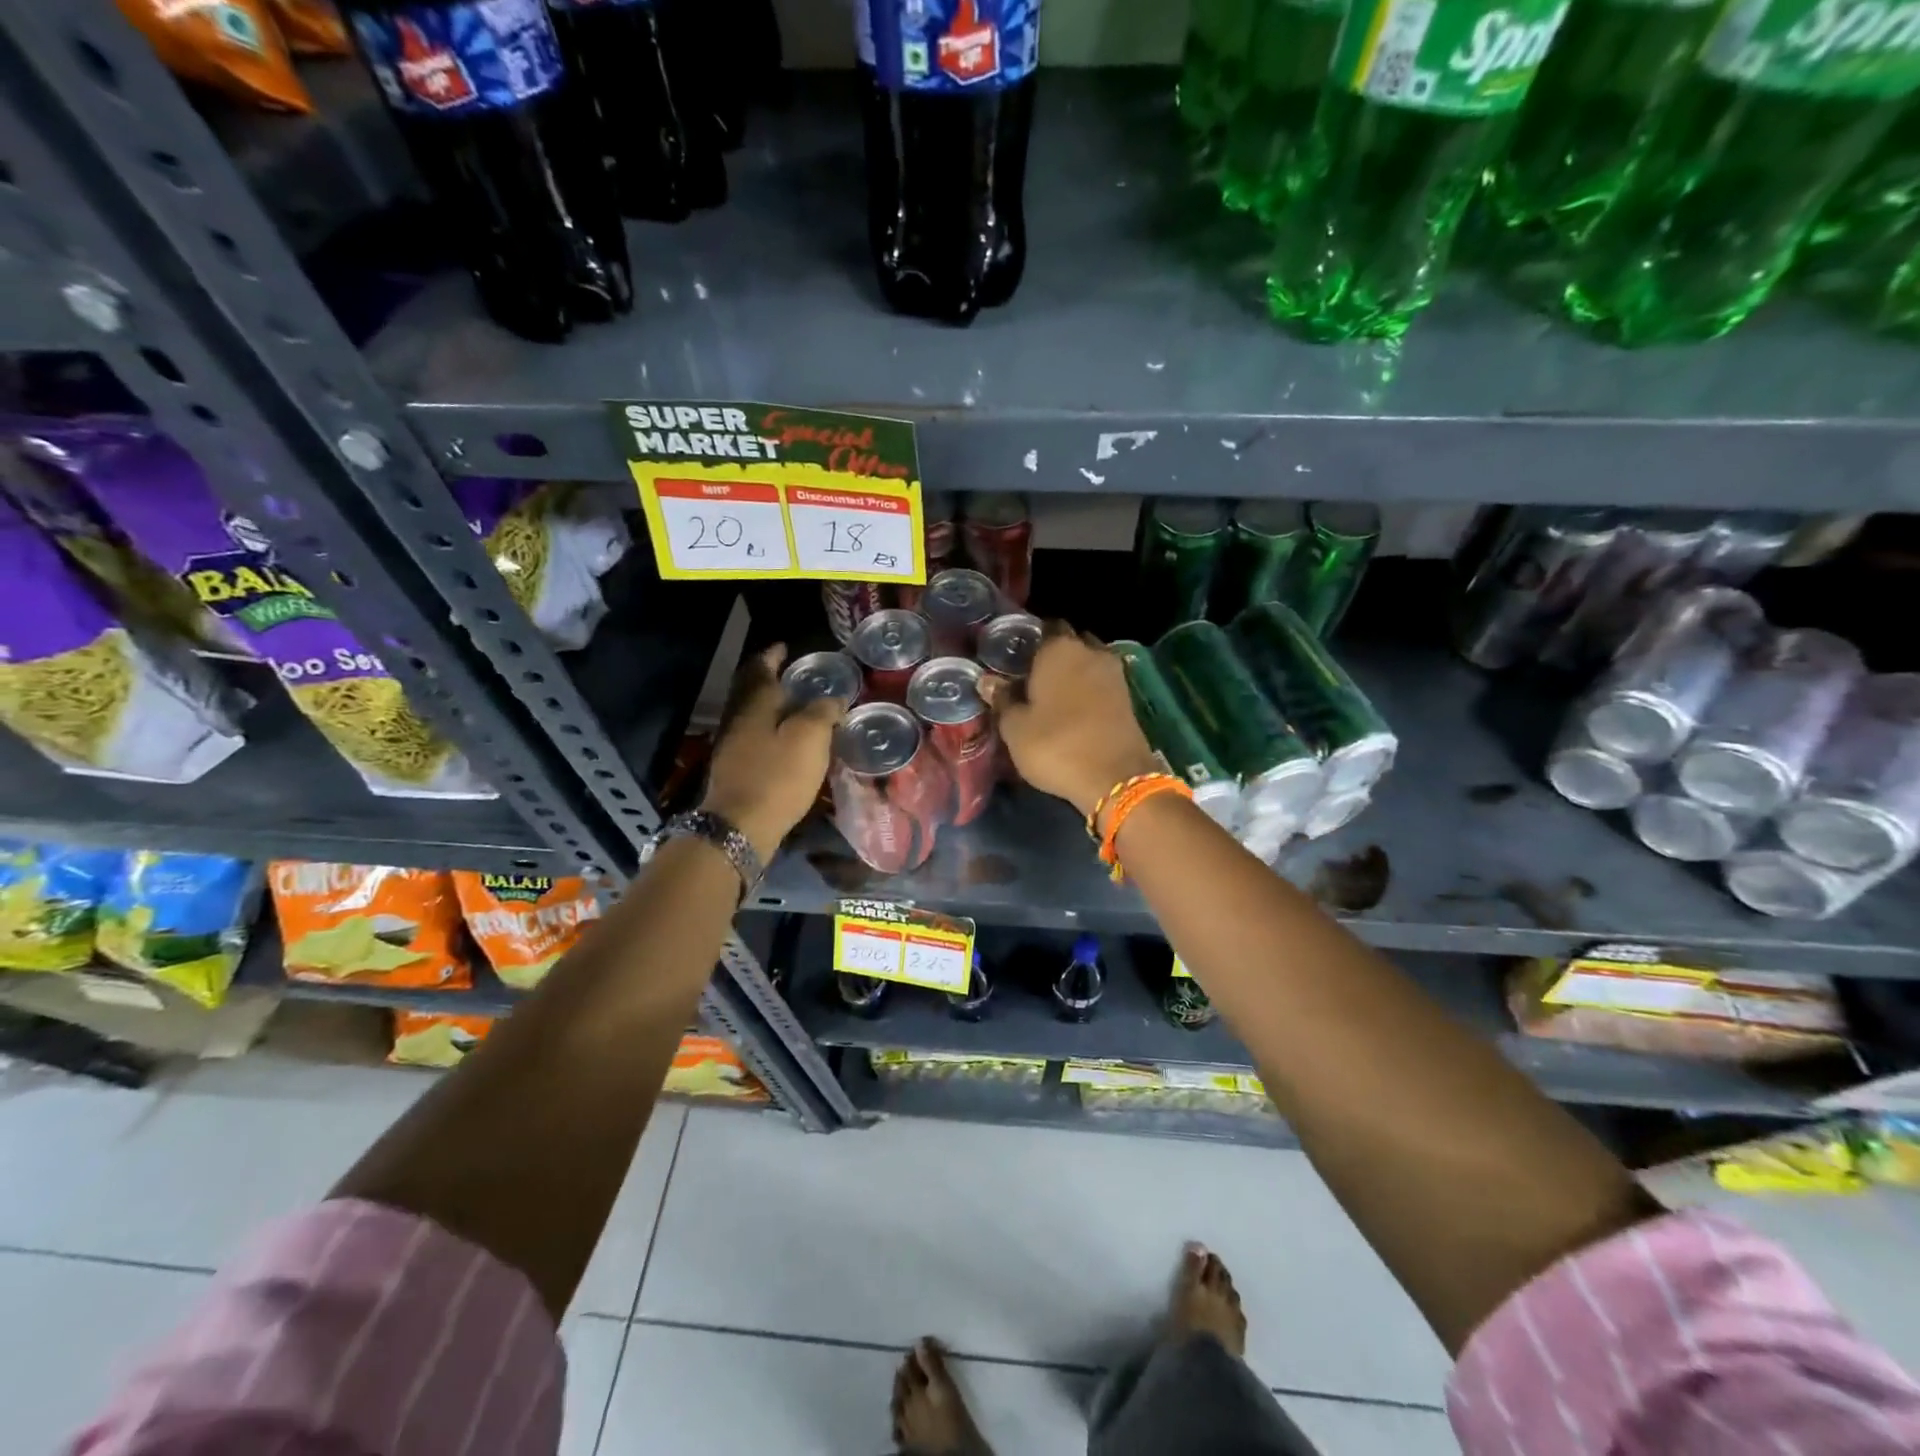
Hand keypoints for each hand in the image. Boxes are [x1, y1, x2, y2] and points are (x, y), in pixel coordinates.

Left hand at [702, 645, 844, 859]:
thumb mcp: (810, 738)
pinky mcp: (736, 768)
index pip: (761, 668)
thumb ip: (823, 712)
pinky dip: (770, 728)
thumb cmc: (778, 775)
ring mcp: (733, 744)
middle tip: (792, 674)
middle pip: (752, 690)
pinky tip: (786, 739)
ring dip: (771, 705)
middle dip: (769, 678)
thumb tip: (833, 699)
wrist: (740, 826)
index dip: (773, 655)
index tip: (785, 647)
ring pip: (752, 713)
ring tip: (796, 706)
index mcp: (755, 703)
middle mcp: (739, 718)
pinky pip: (754, 736)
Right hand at [982, 625, 1159, 822]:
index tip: (1014, 657)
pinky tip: (1072, 708)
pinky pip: (1101, 681)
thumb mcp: (1015, 728)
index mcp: (1059, 649)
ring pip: (1088, 661)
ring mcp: (1114, 673)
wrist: (1115, 778)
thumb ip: (1002, 699)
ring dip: (1073, 671)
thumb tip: (988, 680)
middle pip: (1069, 641)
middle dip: (1052, 653)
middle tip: (1030, 675)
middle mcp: (1090, 651)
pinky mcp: (1127, 696)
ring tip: (1051, 693)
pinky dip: (1088, 688)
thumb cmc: (1056, 746)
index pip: (1044, 627)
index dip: (1029, 639)